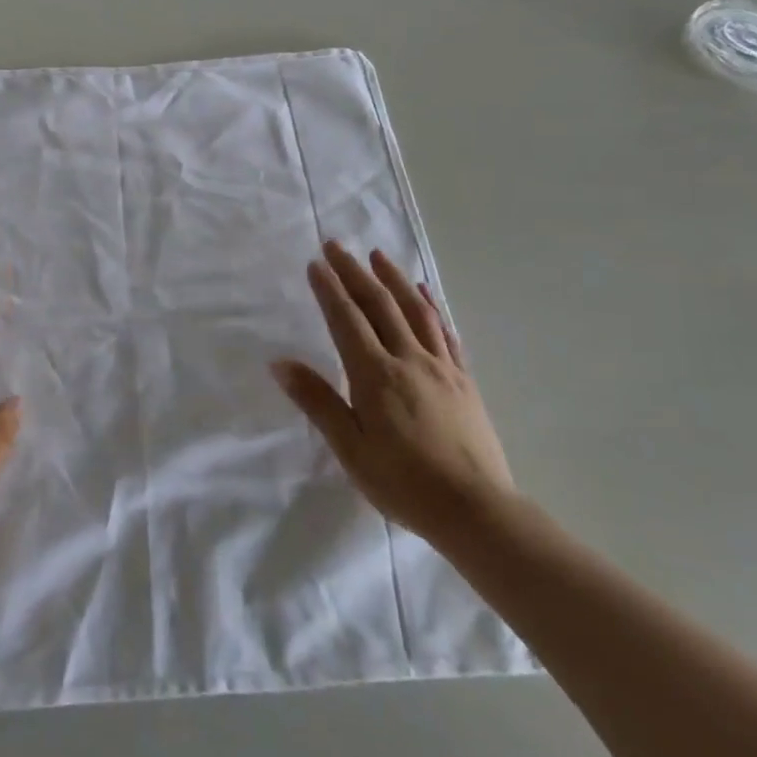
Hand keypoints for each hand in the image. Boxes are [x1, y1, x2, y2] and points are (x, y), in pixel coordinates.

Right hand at [273, 242, 514, 547]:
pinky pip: (445, 333)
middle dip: (354, 272)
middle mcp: (408, 359)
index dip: (329, 289)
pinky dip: (432, 307)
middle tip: (336, 245)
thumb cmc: (404, 483)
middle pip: (379, 305)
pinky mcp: (464, 380)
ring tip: (378, 256)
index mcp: (375, 375)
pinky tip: (425, 294)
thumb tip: (279, 363)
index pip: (347, 320)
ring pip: (414, 311)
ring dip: (393, 279)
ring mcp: (441, 367)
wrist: (477, 511)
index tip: (315, 263)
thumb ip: (317, 401)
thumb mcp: (350, 448)